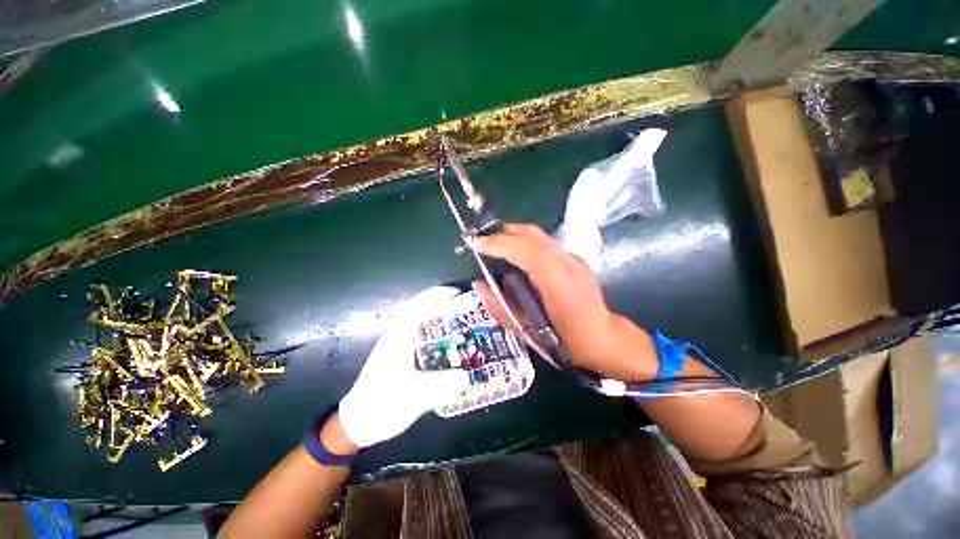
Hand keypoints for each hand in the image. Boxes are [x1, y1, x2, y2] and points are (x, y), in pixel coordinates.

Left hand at [338, 286, 471, 447]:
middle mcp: (395, 336)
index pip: (416, 307)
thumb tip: (467, 375)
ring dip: (430, 309)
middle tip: (457, 301)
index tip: (455, 292)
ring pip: (412, 317)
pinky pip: (412, 329)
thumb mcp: (416, 397)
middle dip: (435, 299)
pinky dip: (426, 323)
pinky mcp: (394, 353)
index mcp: (398, 339)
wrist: (357, 423)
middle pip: (414, 307)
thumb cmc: (383, 405)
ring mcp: (392, 344)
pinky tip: (438, 334)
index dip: (435, 296)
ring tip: (451, 312)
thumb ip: (443, 385)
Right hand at [472, 223, 658, 381]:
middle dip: (503, 232)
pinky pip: (545, 245)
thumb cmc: (565, 342)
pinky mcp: (575, 260)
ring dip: (514, 236)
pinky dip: (526, 245)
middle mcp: (568, 264)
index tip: (476, 243)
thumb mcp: (527, 331)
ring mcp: (574, 259)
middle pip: (533, 234)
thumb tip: (478, 285)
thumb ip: (500, 307)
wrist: (603, 340)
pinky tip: (518, 259)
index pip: (527, 252)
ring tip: (495, 247)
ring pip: (539, 236)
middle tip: (482, 241)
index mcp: (558, 284)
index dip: (499, 243)